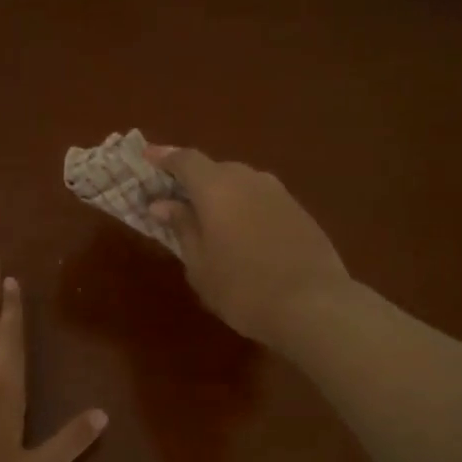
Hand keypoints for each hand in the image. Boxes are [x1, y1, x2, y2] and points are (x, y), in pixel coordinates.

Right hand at [147, 145, 351, 348]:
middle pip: (215, 169)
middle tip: (177, 201)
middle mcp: (249, 179)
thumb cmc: (242, 288)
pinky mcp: (300, 212)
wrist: (314, 305)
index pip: (185, 160)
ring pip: (241, 183)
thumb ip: (182, 228)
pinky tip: (243, 234)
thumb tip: (164, 204)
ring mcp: (279, 194)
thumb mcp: (200, 264)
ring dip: (222, 195)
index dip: (165, 157)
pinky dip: (245, 208)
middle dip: (193, 181)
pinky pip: (261, 200)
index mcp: (217, 187)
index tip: (147, 157)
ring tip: (210, 220)